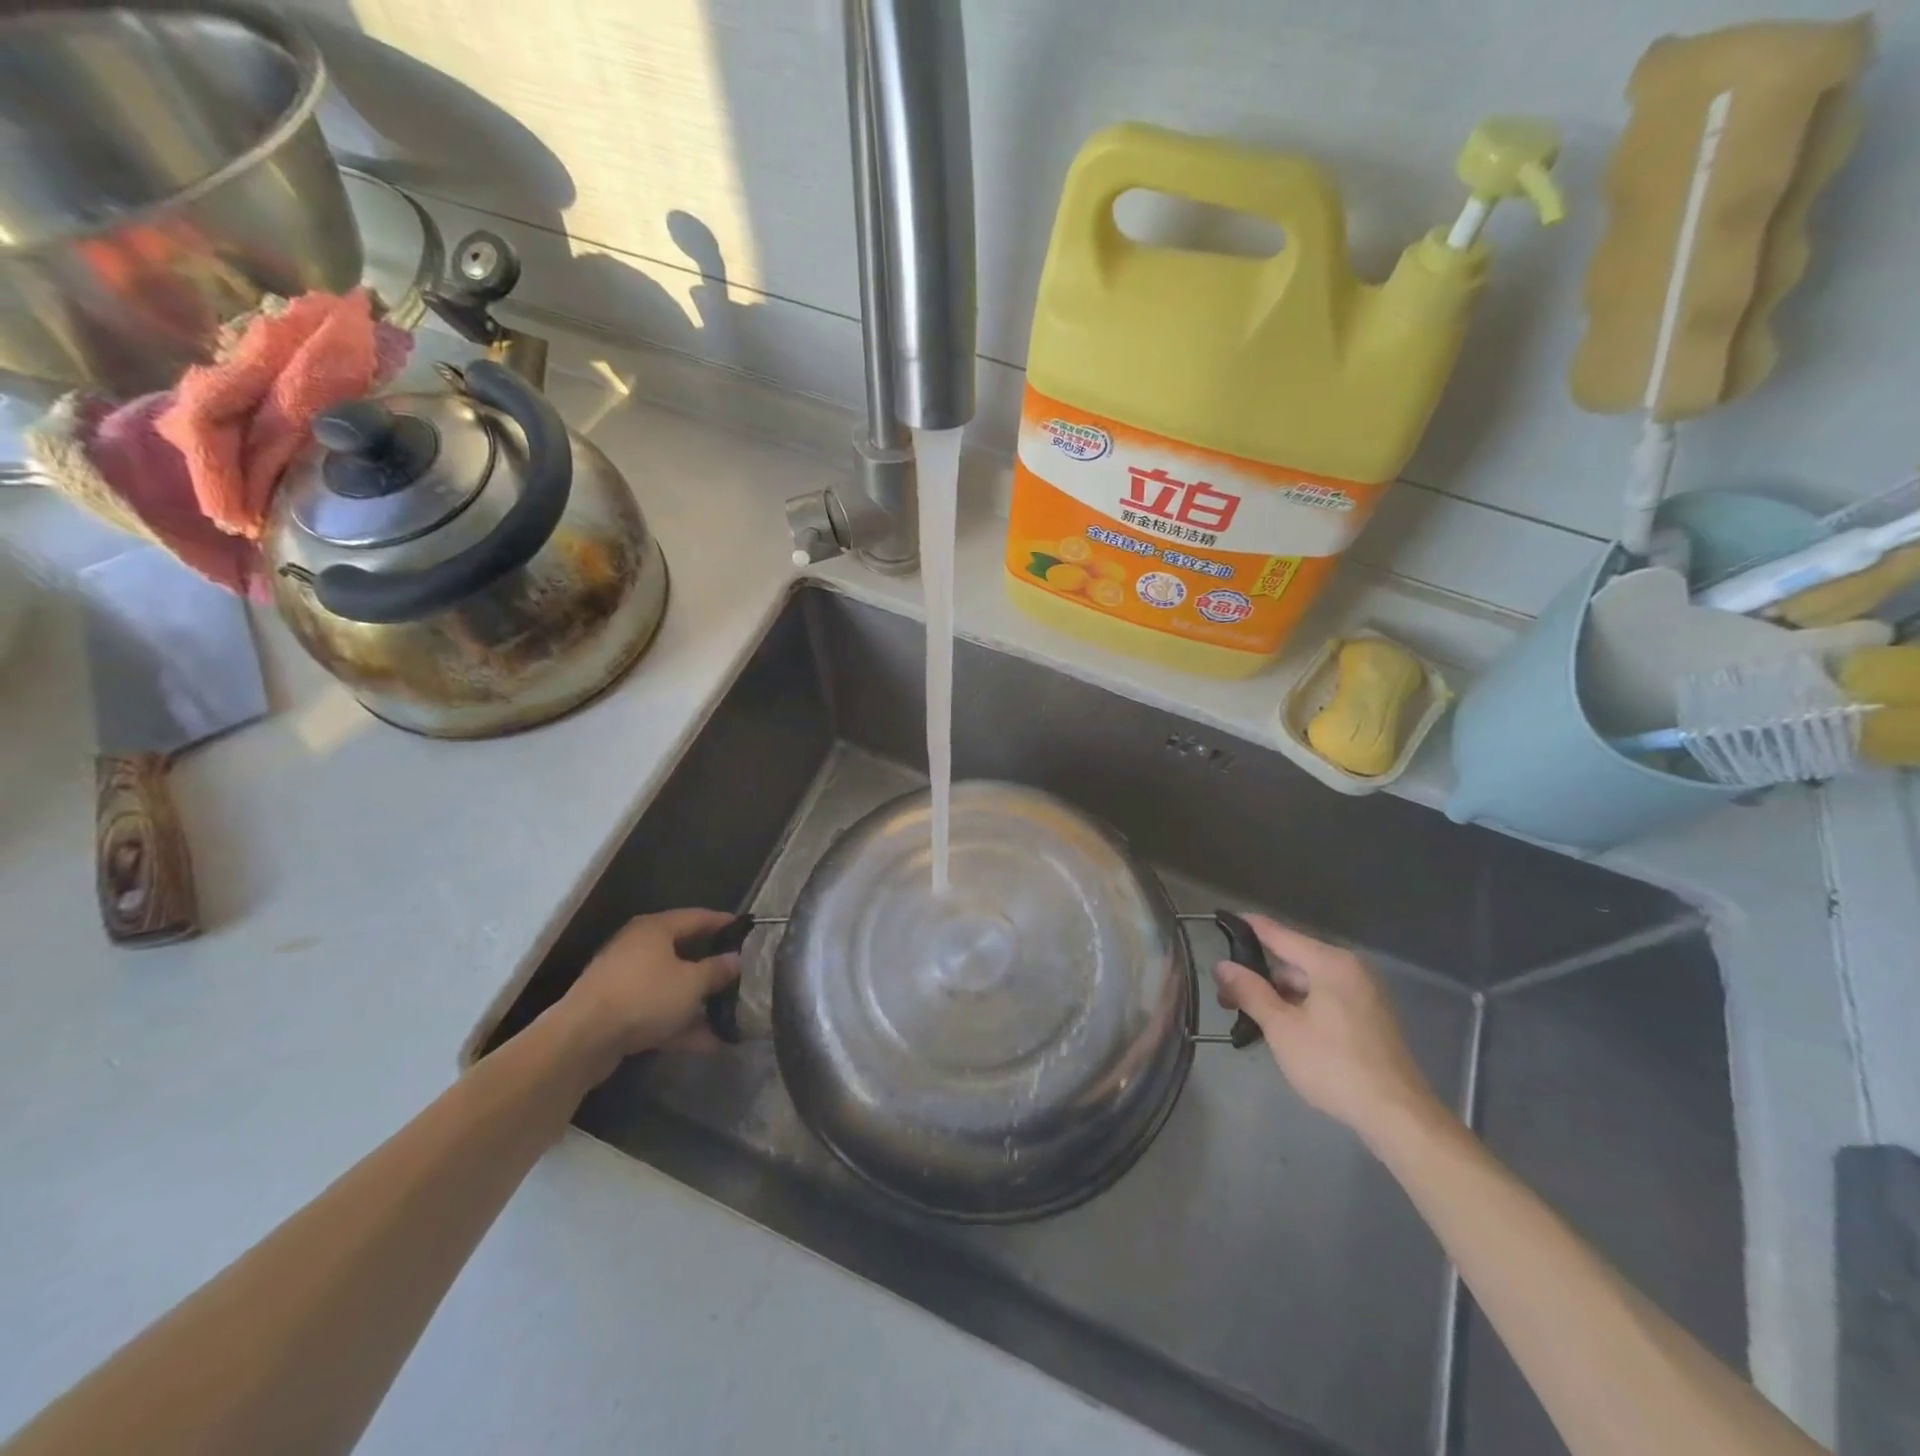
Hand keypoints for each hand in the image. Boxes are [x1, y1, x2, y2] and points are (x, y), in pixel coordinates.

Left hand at [562, 908, 741, 1061]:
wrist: (582, 1040)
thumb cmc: (644, 996)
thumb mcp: (691, 983)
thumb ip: (716, 970)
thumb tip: (735, 960)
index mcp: (655, 929)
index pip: (697, 917)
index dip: (723, 922)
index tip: (746, 929)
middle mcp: (638, 948)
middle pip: (683, 953)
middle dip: (711, 968)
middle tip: (740, 974)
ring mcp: (625, 981)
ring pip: (670, 987)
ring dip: (698, 1003)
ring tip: (728, 1017)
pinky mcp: (616, 1011)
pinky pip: (656, 1011)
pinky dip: (679, 1024)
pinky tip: (707, 1043)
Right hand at [1213, 914, 1442, 1141]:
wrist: (1397, 1116)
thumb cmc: (1333, 1065)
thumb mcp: (1282, 1028)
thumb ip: (1250, 991)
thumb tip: (1223, 965)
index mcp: (1330, 963)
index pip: (1279, 933)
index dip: (1248, 927)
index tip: (1222, 920)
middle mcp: (1350, 969)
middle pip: (1293, 960)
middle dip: (1259, 976)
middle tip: (1226, 996)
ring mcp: (1364, 993)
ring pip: (1309, 983)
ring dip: (1279, 995)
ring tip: (1250, 1017)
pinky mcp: (1370, 1017)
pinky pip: (1326, 999)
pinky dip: (1301, 1007)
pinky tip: (1282, 1029)